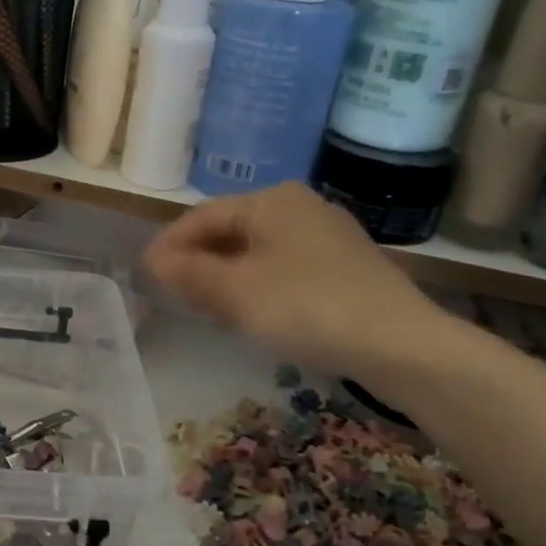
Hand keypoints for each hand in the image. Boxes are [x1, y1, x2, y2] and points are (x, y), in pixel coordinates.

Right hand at [145, 183, 445, 385]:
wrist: (400, 344)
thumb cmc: (307, 307)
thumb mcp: (237, 292)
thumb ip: (191, 274)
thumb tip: (155, 260)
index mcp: (271, 201)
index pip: (203, 216)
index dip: (170, 244)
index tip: (145, 273)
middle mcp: (299, 207)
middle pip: (231, 230)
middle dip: (199, 261)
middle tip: (174, 293)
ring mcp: (326, 235)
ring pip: (256, 251)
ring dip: (226, 276)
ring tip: (206, 307)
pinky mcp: (343, 266)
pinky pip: (283, 267)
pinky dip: (256, 285)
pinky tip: (251, 312)